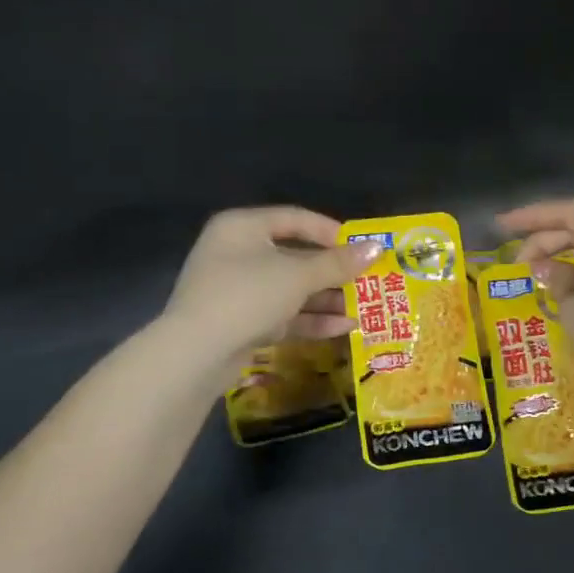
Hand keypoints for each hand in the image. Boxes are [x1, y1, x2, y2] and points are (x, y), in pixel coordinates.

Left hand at [163, 207, 382, 369]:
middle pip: (295, 257)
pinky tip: (345, 327)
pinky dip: (311, 319)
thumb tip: (377, 247)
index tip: (362, 246)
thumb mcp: (298, 276)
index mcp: (243, 227)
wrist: (196, 353)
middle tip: (368, 281)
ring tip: (364, 308)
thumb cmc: (247, 295)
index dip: (331, 231)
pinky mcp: (240, 322)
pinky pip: (282, 314)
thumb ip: (338, 263)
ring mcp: (237, 290)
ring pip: (290, 289)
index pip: (295, 218)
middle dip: (333, 272)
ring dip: (327, 299)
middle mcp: (237, 253)